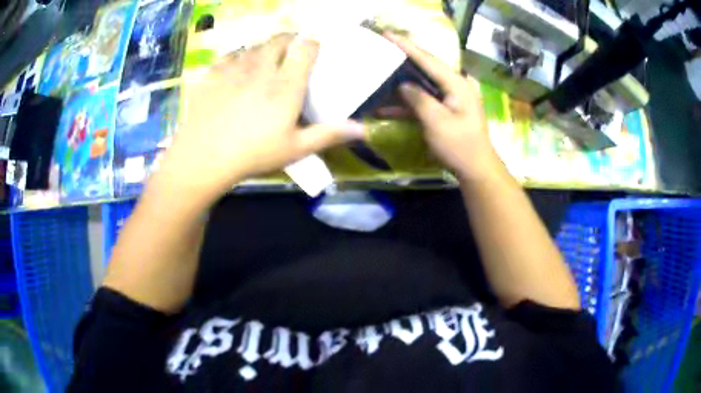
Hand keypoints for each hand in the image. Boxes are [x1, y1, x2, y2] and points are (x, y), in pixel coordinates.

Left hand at [160, 34, 365, 198]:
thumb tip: (362, 129)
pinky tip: (237, 68)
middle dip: (289, 40)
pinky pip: (230, 55)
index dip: (312, 43)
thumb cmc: (253, 154)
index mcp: (286, 85)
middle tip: (290, 51)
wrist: (203, 157)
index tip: (314, 48)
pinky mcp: (213, 73)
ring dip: (264, 48)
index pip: (305, 49)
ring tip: (265, 59)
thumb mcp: (295, 149)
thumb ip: (328, 134)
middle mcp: (262, 68)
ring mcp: (235, 68)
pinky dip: (238, 56)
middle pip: (279, 39)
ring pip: (255, 45)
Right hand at [384, 33, 502, 181]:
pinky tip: (387, 104)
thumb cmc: (459, 146)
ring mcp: (451, 98)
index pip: (429, 60)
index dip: (407, 47)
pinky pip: (424, 100)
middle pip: (427, 68)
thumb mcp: (437, 121)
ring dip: (403, 82)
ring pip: (423, 84)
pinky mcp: (446, 110)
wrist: (476, 169)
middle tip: (383, 49)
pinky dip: (408, 102)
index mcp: (457, 84)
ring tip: (381, 73)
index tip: (388, 35)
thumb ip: (419, 99)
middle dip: (404, 59)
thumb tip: (403, 84)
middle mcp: (455, 86)